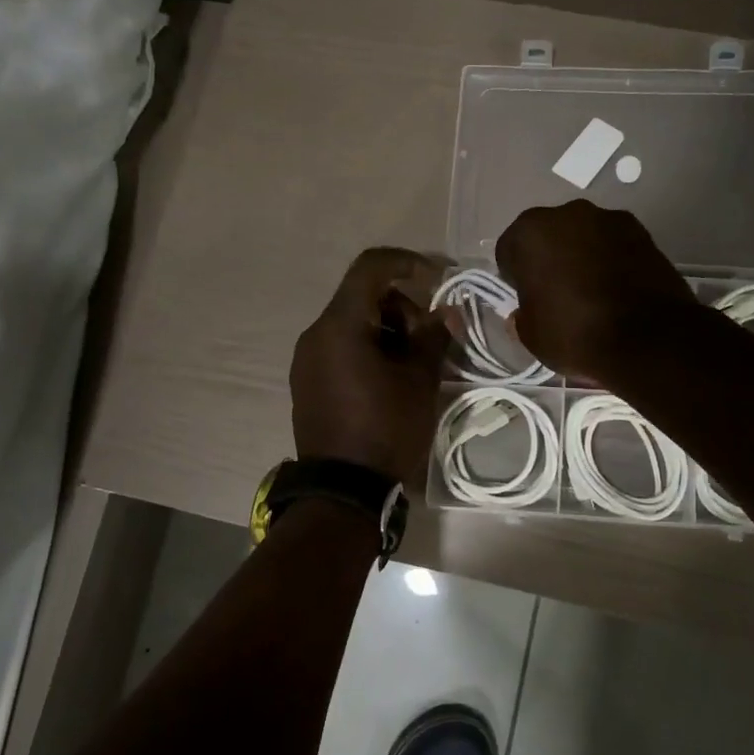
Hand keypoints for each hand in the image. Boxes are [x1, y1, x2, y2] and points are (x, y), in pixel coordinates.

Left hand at [290, 248, 448, 483]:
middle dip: (403, 306)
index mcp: (340, 326)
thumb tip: (446, 312)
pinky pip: (341, 347)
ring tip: (416, 363)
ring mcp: (307, 359)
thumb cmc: (385, 429)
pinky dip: (370, 348)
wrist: (343, 491)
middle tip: (431, 337)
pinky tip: (392, 378)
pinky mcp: (308, 381)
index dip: (407, 262)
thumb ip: (434, 337)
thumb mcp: (419, 381)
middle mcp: (316, 334)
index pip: (370, 267)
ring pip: (353, 323)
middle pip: (362, 296)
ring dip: (388, 329)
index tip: (438, 279)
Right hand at [494, 200, 697, 384]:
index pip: (510, 250)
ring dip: (582, 255)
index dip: (515, 276)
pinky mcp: (643, 231)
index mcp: (530, 232)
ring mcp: (609, 219)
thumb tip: (524, 313)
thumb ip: (522, 316)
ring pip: (583, 236)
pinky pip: (614, 244)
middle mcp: (567, 213)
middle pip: (548, 236)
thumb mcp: (532, 336)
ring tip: (593, 292)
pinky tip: (618, 289)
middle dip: (550, 258)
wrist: (649, 339)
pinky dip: (612, 259)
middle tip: (558, 293)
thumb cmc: (576, 333)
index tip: (527, 298)